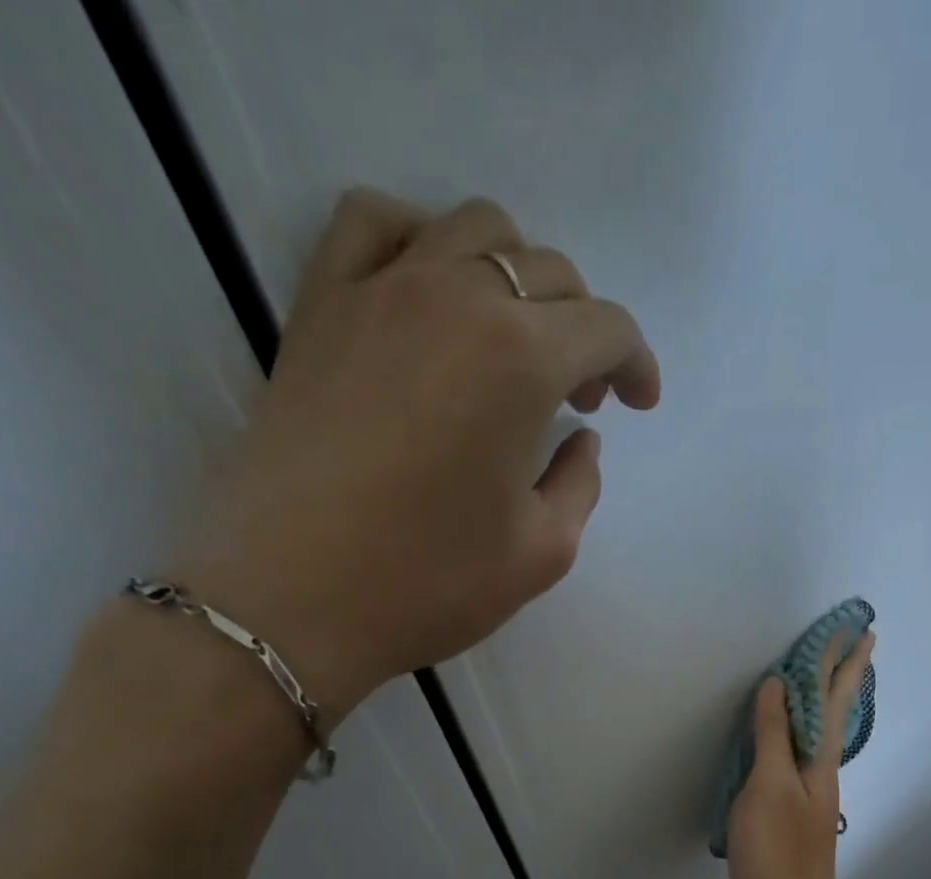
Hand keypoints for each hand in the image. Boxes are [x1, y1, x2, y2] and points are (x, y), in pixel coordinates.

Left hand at [177, 189, 660, 725]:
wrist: (292, 601)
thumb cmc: (428, 584)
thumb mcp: (542, 553)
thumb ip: (579, 484)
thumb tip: (579, 440)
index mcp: (520, 361)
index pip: (605, 328)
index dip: (636, 364)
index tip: (638, 404)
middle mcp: (455, 298)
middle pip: (548, 272)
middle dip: (583, 330)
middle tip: (578, 398)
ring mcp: (378, 291)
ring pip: (472, 228)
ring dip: (517, 276)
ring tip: (513, 342)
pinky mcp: (319, 306)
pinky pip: (375, 224)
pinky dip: (420, 240)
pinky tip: (430, 293)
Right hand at [727, 629, 874, 878]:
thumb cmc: (776, 849)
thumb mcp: (768, 786)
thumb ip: (773, 735)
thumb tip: (779, 684)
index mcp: (819, 761)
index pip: (834, 699)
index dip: (844, 664)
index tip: (861, 631)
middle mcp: (823, 771)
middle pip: (835, 713)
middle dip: (844, 677)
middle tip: (857, 643)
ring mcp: (811, 793)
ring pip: (820, 734)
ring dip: (825, 701)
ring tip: (823, 680)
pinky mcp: (796, 812)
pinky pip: (800, 756)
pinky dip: (799, 732)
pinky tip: (791, 740)